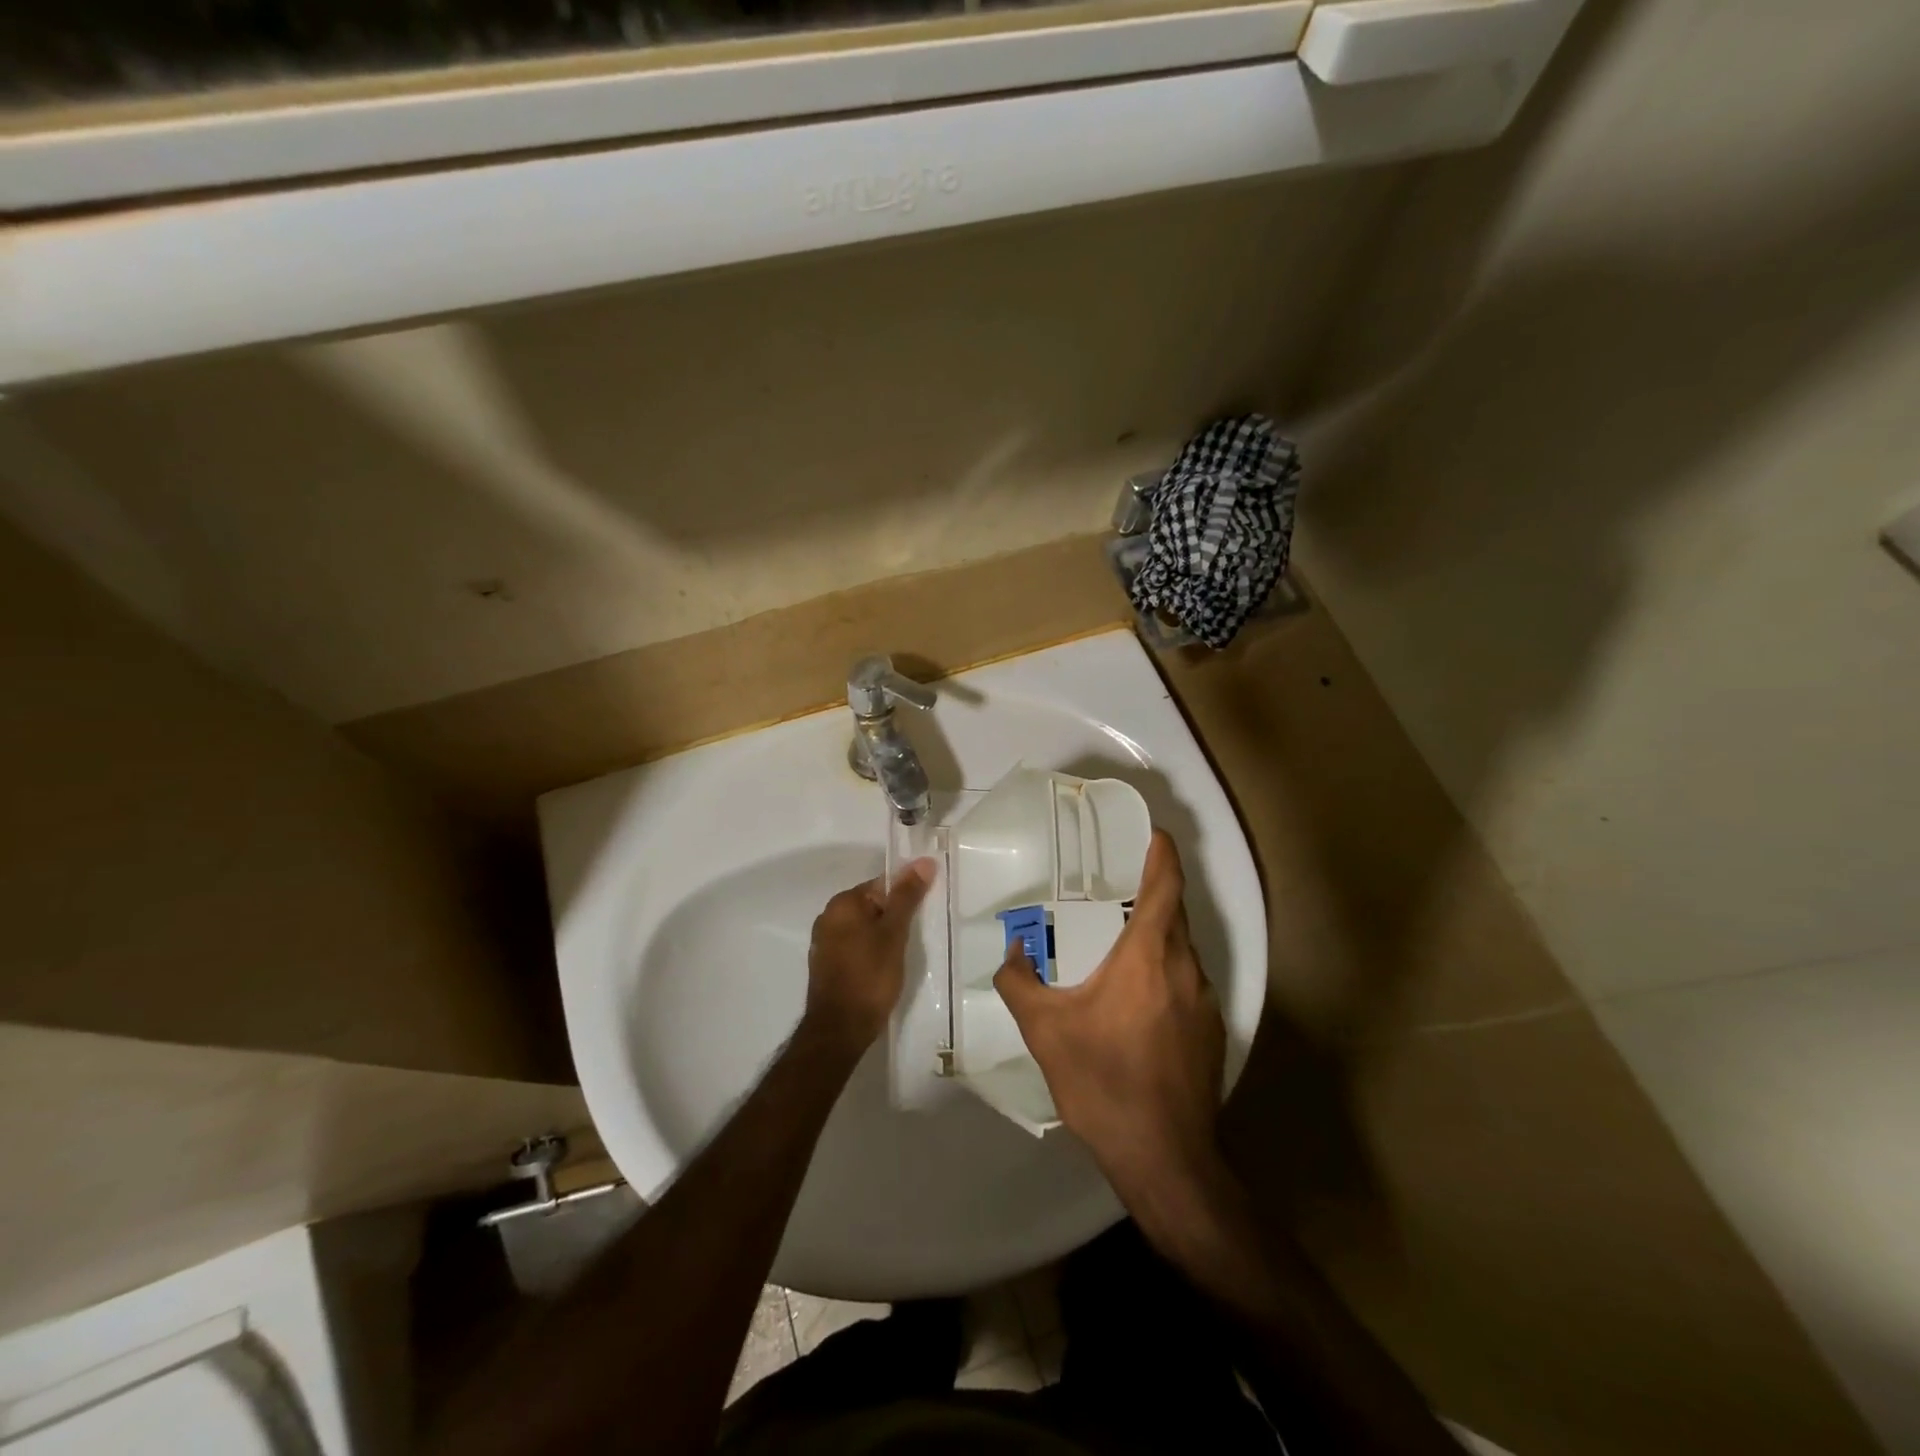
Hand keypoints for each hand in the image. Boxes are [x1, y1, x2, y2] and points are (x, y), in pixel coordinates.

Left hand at [801, 859, 935, 1053]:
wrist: (840, 1029)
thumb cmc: (870, 976)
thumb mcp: (894, 933)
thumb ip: (907, 896)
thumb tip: (923, 861)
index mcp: (843, 903)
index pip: (882, 884)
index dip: (906, 896)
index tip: (923, 914)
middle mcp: (828, 916)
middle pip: (872, 905)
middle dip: (895, 917)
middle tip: (915, 937)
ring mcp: (824, 942)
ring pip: (863, 927)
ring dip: (883, 935)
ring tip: (903, 955)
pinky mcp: (826, 964)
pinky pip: (854, 946)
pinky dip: (870, 951)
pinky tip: (883, 968)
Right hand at [993, 831, 1224, 1188]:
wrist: (1164, 1158)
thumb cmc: (1103, 1081)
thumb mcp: (1045, 1030)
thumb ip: (1019, 982)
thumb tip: (1012, 952)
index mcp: (1149, 955)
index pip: (1165, 885)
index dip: (1163, 853)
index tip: (1154, 833)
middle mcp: (1185, 968)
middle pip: (1175, 913)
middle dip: (1153, 892)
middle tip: (1117, 884)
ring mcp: (1206, 1002)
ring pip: (1182, 950)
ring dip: (1157, 937)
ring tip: (1119, 942)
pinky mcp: (1212, 1032)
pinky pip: (1187, 983)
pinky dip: (1165, 973)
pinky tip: (1137, 1002)